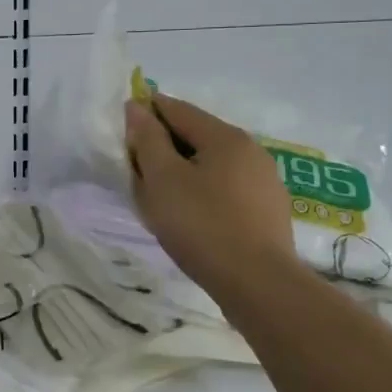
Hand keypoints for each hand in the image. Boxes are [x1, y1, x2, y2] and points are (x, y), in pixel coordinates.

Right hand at [124, 94, 294, 297]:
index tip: (123, 127)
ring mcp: (264, 180)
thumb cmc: (202, 225)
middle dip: (164, 144)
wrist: (258, 283)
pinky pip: (226, 186)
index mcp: (225, 136)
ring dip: (184, 168)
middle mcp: (250, 149)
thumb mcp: (163, 180)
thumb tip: (137, 108)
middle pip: (197, 134)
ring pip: (212, 162)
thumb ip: (148, 140)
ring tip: (161, 194)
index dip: (147, 112)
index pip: (177, 109)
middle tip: (136, 167)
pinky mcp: (268, 209)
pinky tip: (192, 213)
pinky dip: (203, 189)